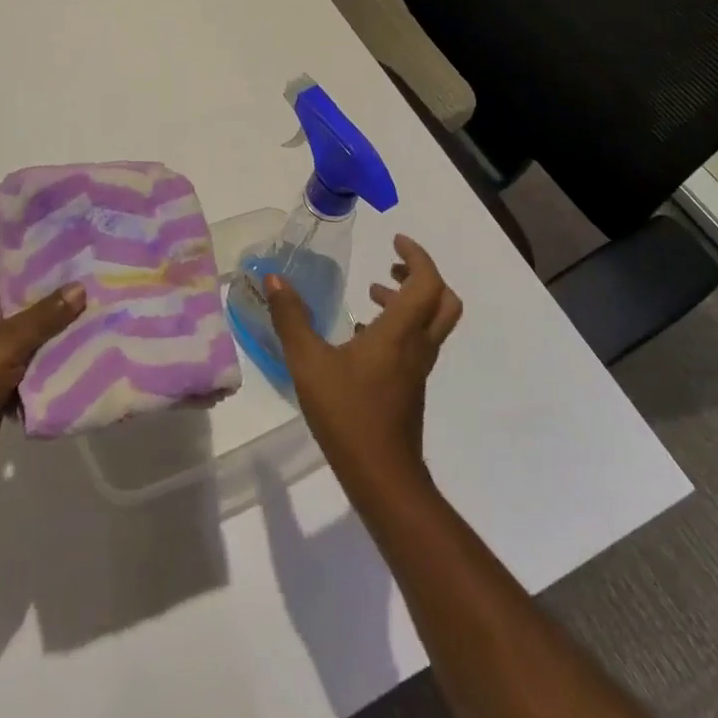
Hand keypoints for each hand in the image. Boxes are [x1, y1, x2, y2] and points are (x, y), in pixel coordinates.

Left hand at [0, 217, 86, 500]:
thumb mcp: (7, 345)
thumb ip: (46, 316)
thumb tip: (80, 287)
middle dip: (21, 269)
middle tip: (61, 267)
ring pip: (3, 311)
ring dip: (35, 309)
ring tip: (75, 303)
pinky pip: (12, 345)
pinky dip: (35, 344)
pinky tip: (68, 346)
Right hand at [264, 234, 461, 492]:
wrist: (382, 477)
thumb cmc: (348, 414)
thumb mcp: (308, 362)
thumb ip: (291, 319)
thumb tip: (274, 279)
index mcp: (400, 332)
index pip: (427, 281)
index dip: (417, 255)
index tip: (394, 240)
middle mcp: (417, 345)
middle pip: (443, 300)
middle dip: (422, 275)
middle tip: (392, 264)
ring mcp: (417, 368)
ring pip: (431, 322)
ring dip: (409, 300)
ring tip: (373, 293)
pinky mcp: (410, 387)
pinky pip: (416, 343)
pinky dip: (399, 326)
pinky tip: (363, 336)